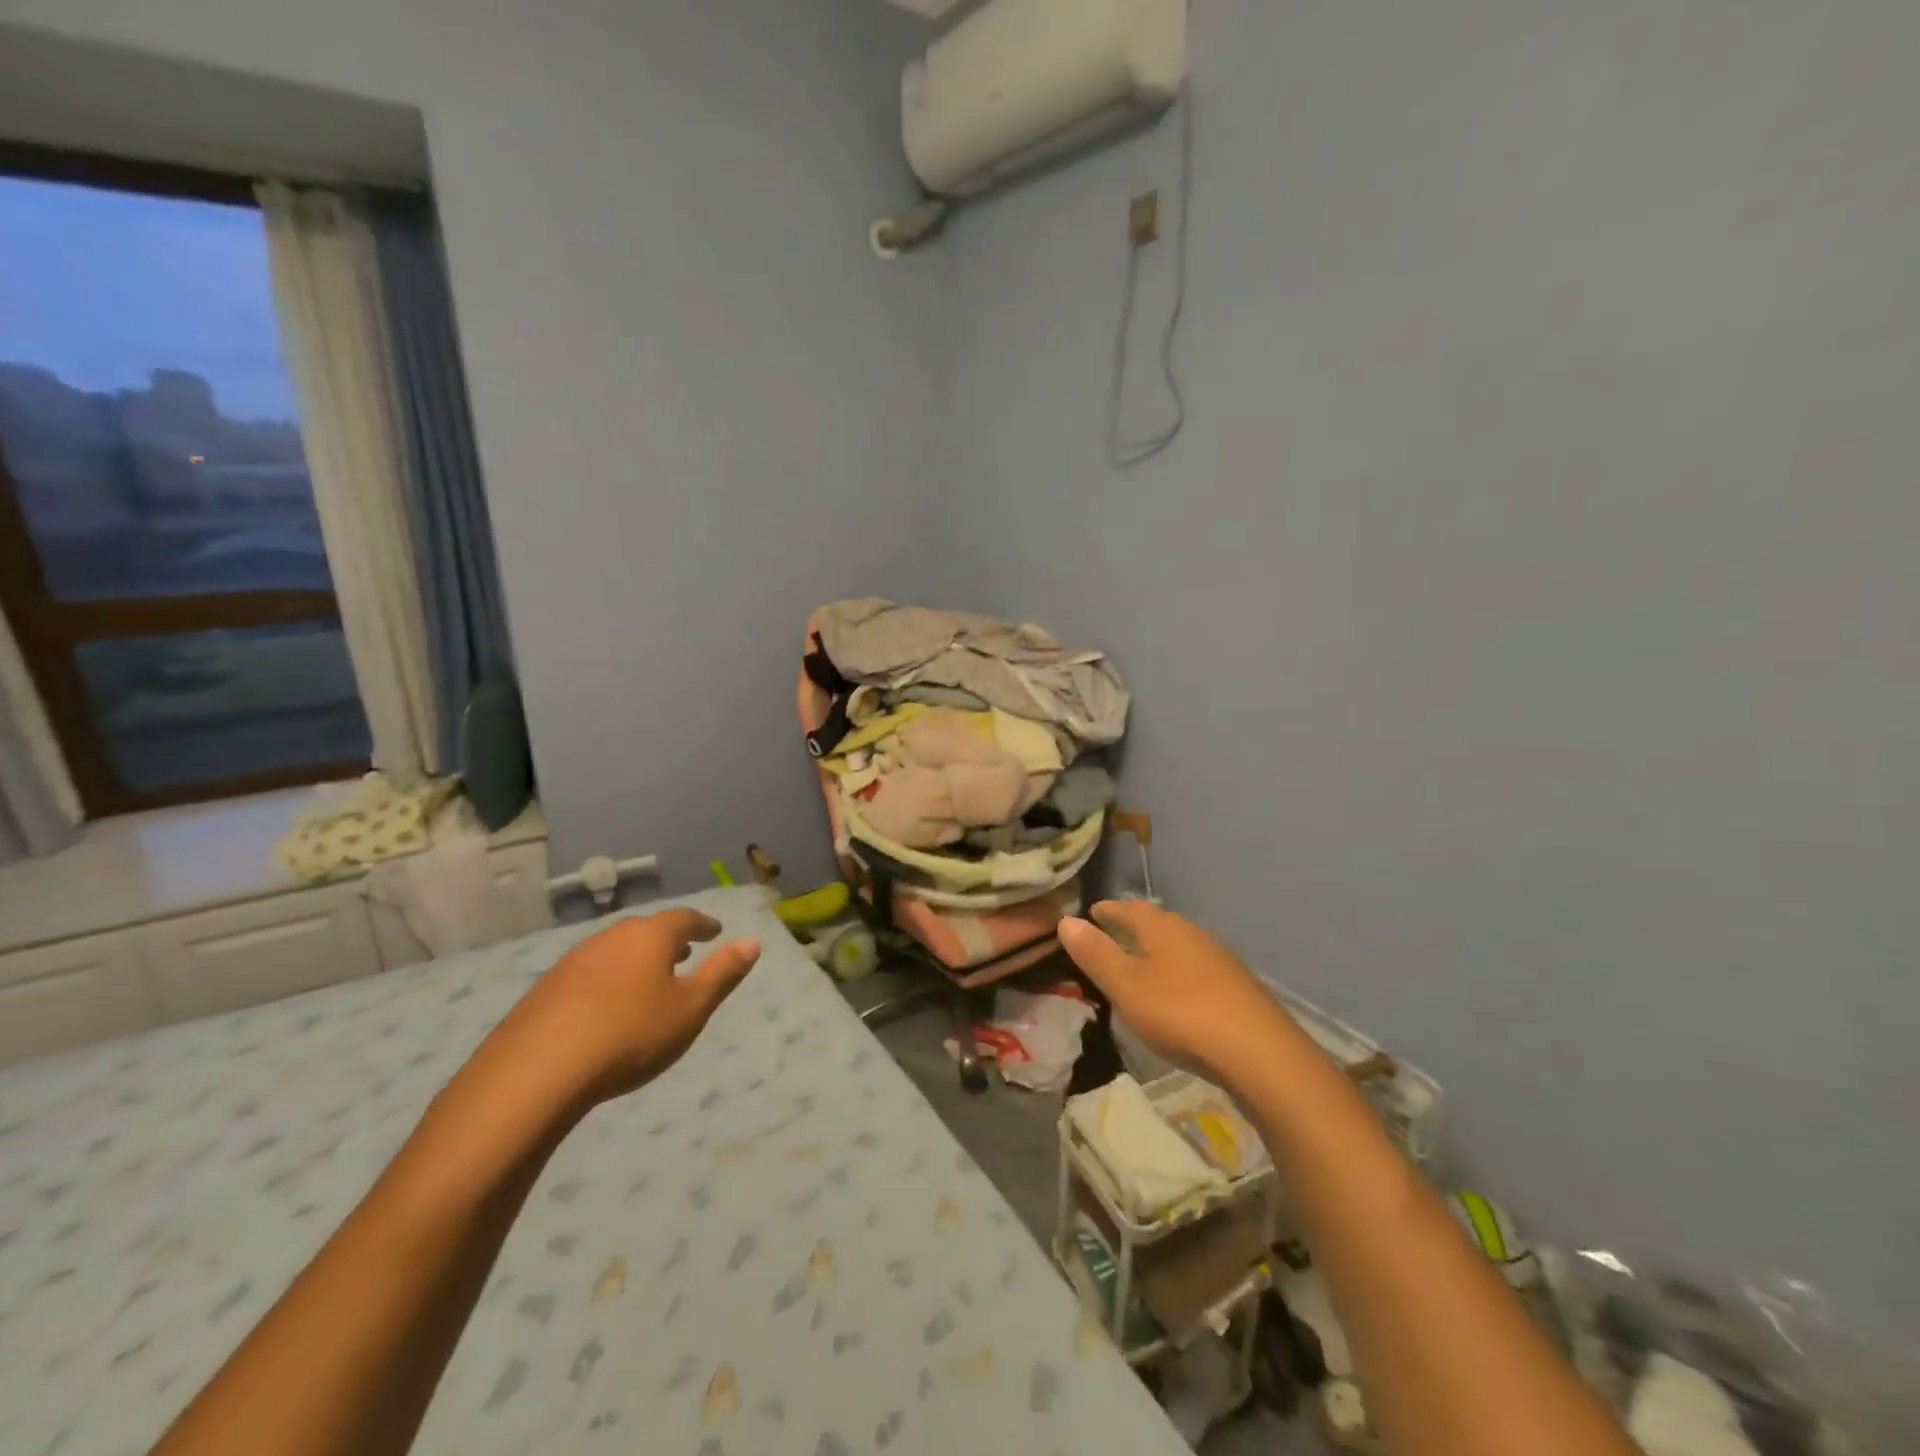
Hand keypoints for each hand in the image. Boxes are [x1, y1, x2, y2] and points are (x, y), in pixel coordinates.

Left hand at [495, 910, 760, 1108]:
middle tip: (684, 954)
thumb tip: (753, 941)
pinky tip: (606, 1007)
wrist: (536, 1072)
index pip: (685, 919)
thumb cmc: (630, 1034)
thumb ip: (723, 973)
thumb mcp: (690, 1009)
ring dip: (636, 960)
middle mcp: (611, 937)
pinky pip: (589, 974)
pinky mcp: (544, 989)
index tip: (715, 932)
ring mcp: (573, 961)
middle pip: (647, 931)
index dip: (703, 925)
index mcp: (650, 936)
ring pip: (615, 951)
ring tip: (648, 980)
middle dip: (668, 941)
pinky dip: (608, 980)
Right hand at [1058, 901, 1294, 1087]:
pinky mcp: (1237, 987)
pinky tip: (1178, 991)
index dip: (1108, 910)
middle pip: (1157, 923)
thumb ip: (1096, 954)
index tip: (1092, 911)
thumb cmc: (1180, 1013)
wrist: (1259, 1052)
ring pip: (1180, 945)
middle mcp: (1192, 934)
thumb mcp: (1126, 986)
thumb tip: (1066, 920)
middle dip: (1134, 926)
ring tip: (1142, 961)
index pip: (1129, 908)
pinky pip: (1197, 968)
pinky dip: (1179, 971)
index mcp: (1163, 928)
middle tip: (1113, 932)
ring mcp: (1219, 959)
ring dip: (1158, 949)